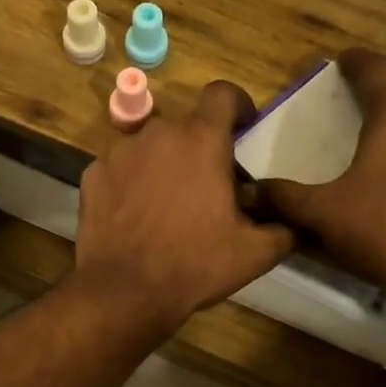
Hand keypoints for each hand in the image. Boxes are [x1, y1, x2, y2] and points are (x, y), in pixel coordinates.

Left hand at [74, 82, 294, 336]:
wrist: (125, 291)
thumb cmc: (195, 265)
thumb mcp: (254, 253)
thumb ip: (283, 228)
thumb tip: (293, 221)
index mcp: (202, 140)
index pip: (223, 94)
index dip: (237, 106)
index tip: (242, 128)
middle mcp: (158, 132)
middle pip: (185, 126)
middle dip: (199, 148)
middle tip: (207, 186)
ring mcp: (119, 152)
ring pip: (149, 146)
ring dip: (163, 164)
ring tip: (168, 204)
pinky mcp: (92, 175)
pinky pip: (120, 169)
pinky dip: (130, 183)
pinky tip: (135, 216)